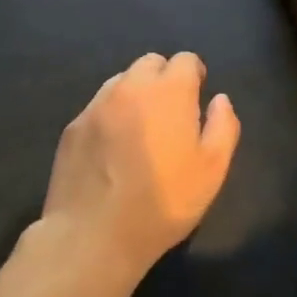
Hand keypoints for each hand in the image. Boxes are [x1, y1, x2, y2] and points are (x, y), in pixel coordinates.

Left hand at [40, 52, 239, 279]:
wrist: (92, 237)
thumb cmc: (162, 202)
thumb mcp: (212, 170)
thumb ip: (223, 126)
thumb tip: (219, 100)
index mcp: (169, 90)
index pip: (186, 59)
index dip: (195, 74)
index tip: (196, 98)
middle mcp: (131, 86)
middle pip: (151, 63)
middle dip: (164, 78)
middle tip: (169, 113)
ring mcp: (97, 105)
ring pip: (122, 81)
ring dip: (135, 94)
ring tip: (139, 130)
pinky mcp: (73, 127)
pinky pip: (98, 107)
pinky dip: (110, 116)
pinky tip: (111, 150)